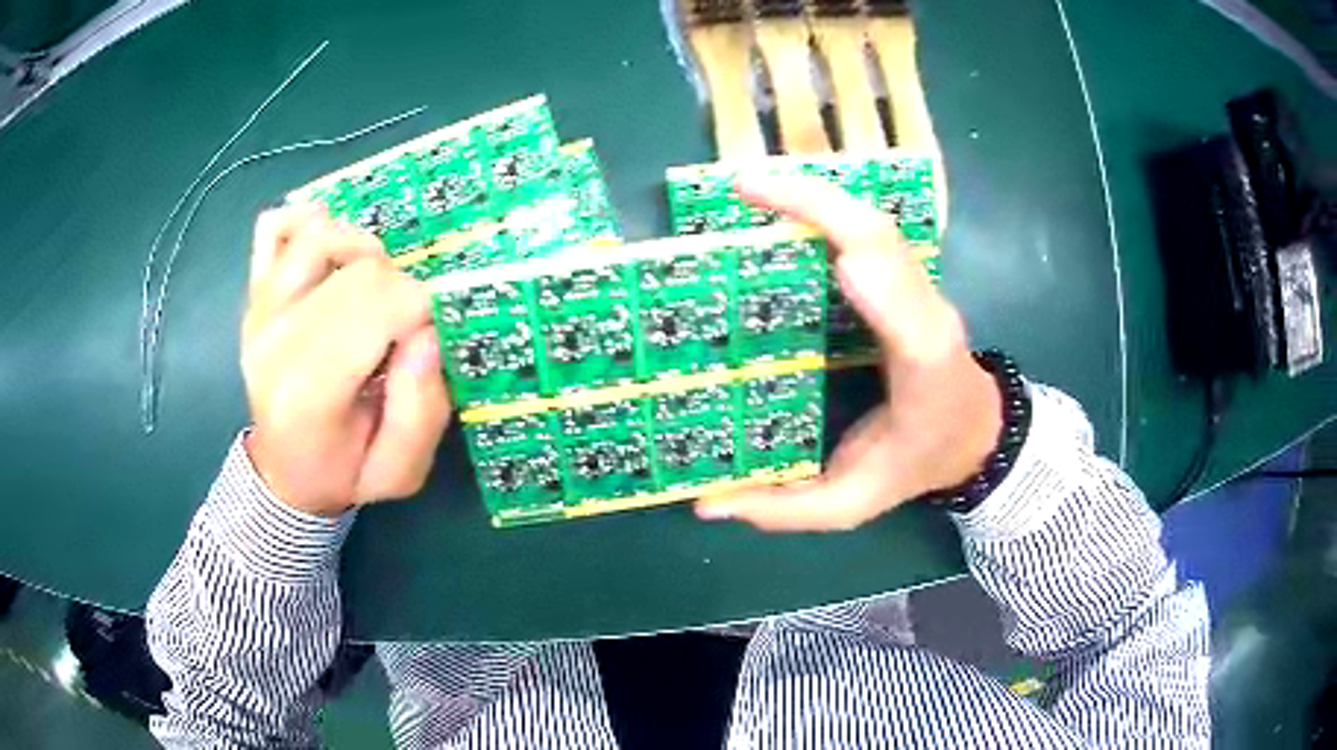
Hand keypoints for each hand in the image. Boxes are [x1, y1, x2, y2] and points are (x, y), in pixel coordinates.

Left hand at [241, 208, 451, 516]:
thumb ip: (422, 412)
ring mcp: (259, 310)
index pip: (380, 304)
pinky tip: (330, 253)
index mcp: (307, 391)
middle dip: (401, 291)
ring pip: (322, 235)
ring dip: (363, 253)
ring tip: (370, 291)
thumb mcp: (399, 473)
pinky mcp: (254, 294)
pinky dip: (307, 224)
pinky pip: (273, 228)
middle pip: (360, 269)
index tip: (422, 348)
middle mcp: (274, 339)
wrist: (283, 472)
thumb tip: (426, 335)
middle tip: (399, 332)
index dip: (422, 314)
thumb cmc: (342, 473)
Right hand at [696, 175, 1001, 530]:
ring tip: (753, 186)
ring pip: (876, 224)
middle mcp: (928, 318)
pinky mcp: (906, 277)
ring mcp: (921, 289)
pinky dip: (825, 206)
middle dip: (822, 205)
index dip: (882, 289)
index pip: (913, 326)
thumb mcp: (852, 503)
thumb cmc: (916, 462)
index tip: (839, 261)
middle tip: (747, 187)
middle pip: (888, 244)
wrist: (973, 429)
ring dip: (818, 195)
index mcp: (924, 375)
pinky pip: (867, 228)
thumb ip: (785, 509)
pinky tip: (784, 201)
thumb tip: (706, 502)